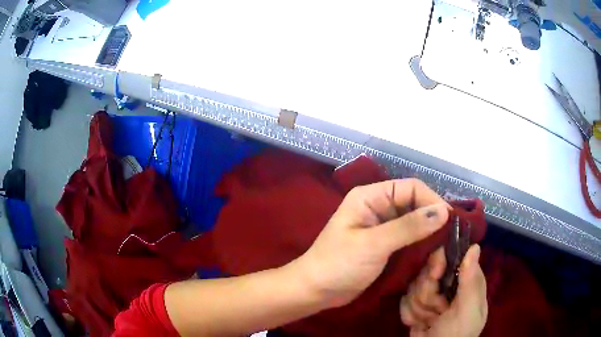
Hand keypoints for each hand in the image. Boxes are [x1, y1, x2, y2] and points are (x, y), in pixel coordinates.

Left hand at [295, 178, 449, 307]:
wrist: (316, 291)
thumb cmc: (338, 264)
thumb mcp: (374, 245)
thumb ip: (408, 227)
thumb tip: (443, 211)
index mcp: (371, 197)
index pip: (410, 188)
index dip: (432, 200)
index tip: (450, 221)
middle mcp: (378, 207)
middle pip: (415, 204)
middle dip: (433, 219)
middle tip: (450, 238)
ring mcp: (382, 227)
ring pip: (414, 222)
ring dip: (429, 233)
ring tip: (444, 247)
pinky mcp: (385, 245)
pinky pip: (409, 239)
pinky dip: (421, 245)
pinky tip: (432, 254)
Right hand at [400, 245, 487, 336]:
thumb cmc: (457, 334)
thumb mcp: (468, 309)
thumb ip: (471, 281)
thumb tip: (475, 246)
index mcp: (466, 280)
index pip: (450, 256)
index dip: (439, 263)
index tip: (436, 274)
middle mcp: (449, 284)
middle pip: (427, 272)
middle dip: (428, 294)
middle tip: (437, 309)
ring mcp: (431, 296)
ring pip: (413, 287)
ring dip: (419, 308)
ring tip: (429, 321)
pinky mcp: (416, 306)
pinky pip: (404, 301)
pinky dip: (410, 315)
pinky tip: (419, 325)